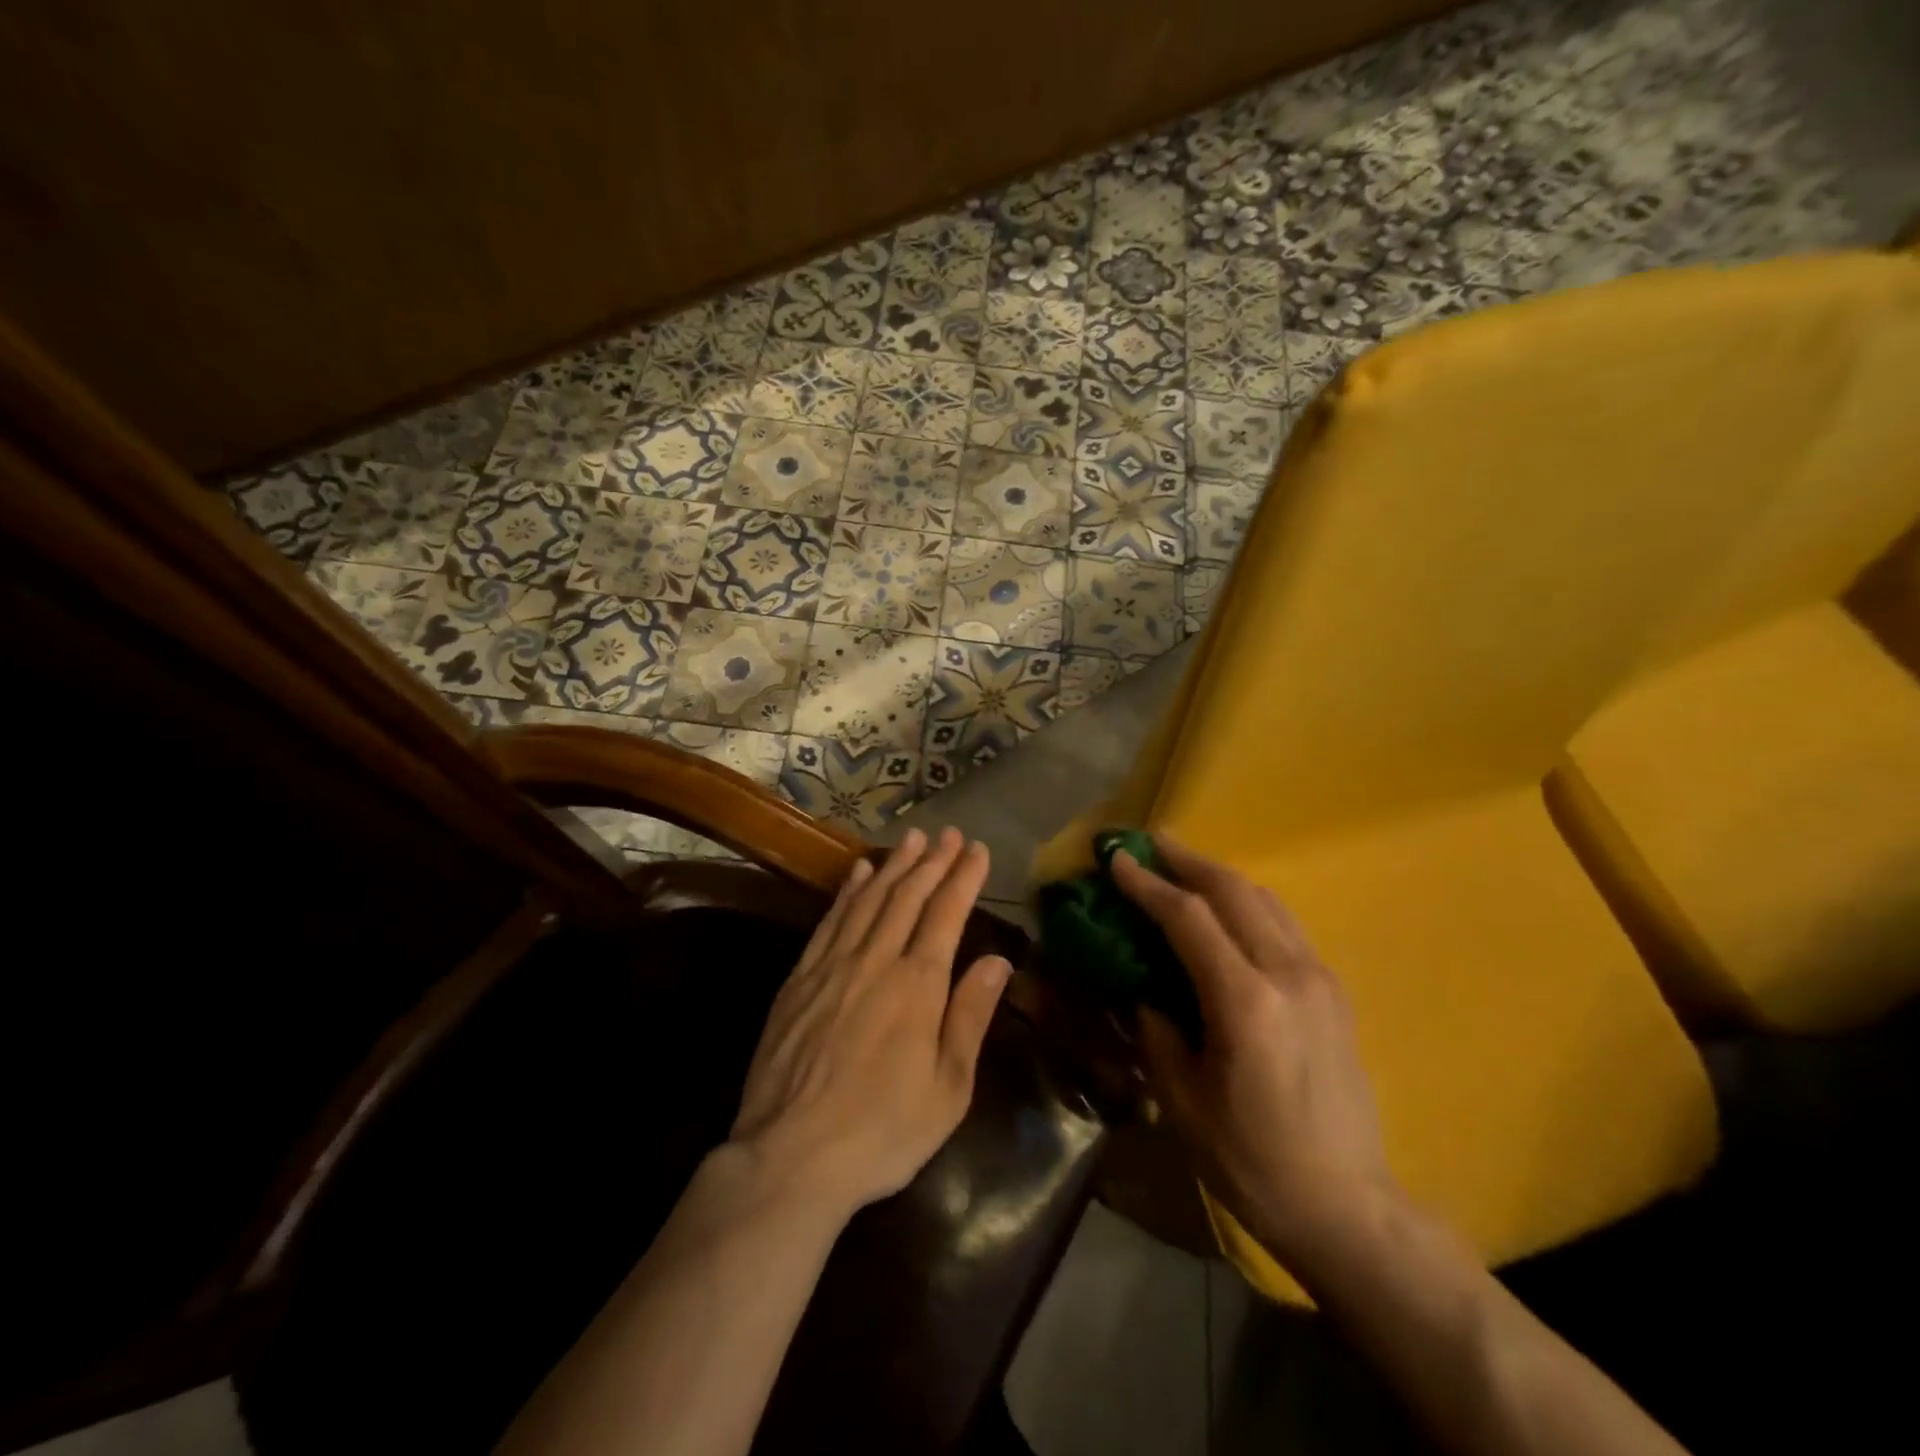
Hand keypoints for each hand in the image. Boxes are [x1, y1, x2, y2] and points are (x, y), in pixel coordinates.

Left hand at [730, 827, 1011, 1219]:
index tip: (977, 850)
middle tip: (949, 834)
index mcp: (919, 984)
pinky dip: (847, 891)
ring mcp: (833, 965)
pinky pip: (829, 920)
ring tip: (912, 840)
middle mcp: (876, 960)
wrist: (790, 1155)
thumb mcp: (949, 1087)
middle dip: (932, 861)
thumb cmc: (883, 1130)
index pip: (946, 914)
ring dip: (893, 865)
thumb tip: (998, 960)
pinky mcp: (800, 978)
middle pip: (908, 896)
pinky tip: (857, 873)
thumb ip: (971, 1015)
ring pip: (869, 899)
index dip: (963, 878)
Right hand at [1112, 835, 1402, 1273]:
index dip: (1148, 884)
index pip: (1189, 918)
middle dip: (1186, 860)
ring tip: (1183, 865)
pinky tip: (1227, 911)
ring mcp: (1320, 979)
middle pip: (1233, 891)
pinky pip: (1285, 925)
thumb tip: (1142, 987)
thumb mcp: (1183, 1100)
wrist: (1348, 1208)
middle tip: (1148, 842)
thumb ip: (1157, 1030)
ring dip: (1219, 875)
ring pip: (1265, 900)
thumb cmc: (1252, 1161)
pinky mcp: (1334, 991)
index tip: (1115, 859)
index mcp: (1246, 1003)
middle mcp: (1289, 975)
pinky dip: (1248, 902)